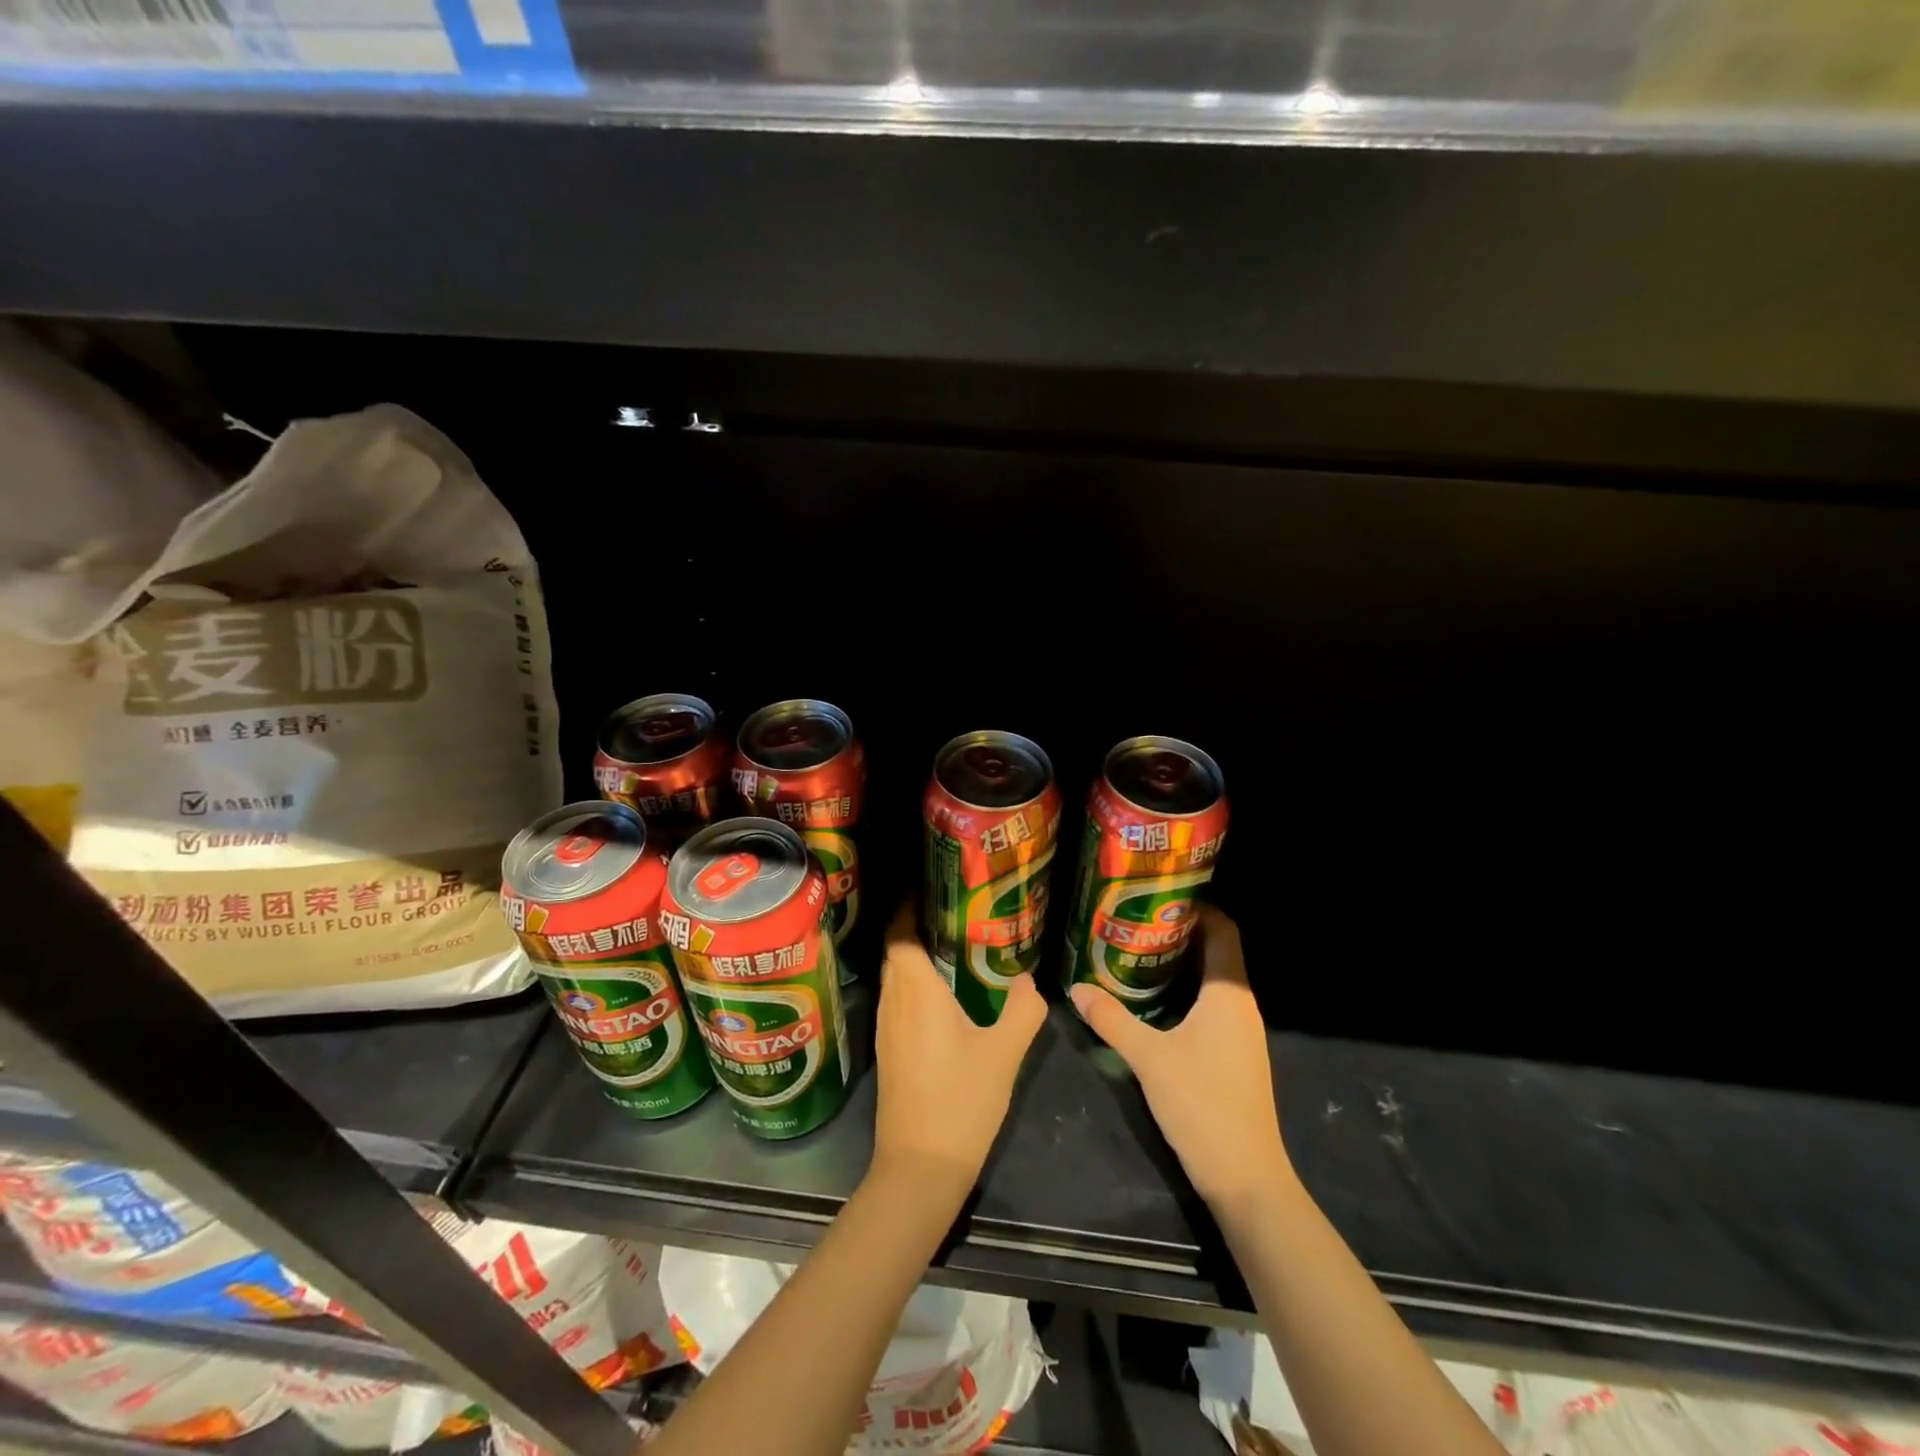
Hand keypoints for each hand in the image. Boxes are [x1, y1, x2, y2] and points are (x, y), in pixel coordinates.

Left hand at [871, 902, 1047, 1195]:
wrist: (919, 1169)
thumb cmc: (960, 1103)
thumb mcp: (1004, 1054)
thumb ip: (1023, 1011)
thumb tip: (1030, 981)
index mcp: (916, 992)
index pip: (899, 933)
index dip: (909, 906)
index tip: (935, 889)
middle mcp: (893, 1002)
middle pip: (894, 951)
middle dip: (915, 926)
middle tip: (953, 912)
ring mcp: (886, 1029)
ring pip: (895, 977)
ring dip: (914, 956)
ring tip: (952, 945)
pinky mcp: (889, 1052)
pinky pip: (897, 1000)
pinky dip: (914, 985)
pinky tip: (943, 996)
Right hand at [1069, 906, 1291, 1210]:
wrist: (1246, 1177)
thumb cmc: (1202, 1105)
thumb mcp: (1149, 1058)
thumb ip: (1111, 1019)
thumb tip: (1076, 988)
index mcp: (1229, 995)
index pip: (1224, 931)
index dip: (1198, 908)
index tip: (1159, 896)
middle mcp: (1241, 1006)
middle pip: (1218, 952)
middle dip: (1180, 932)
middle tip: (1135, 921)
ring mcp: (1241, 1032)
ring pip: (1214, 981)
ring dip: (1182, 963)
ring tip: (1137, 951)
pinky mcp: (1235, 1054)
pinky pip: (1212, 1005)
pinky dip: (1186, 991)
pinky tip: (1154, 999)